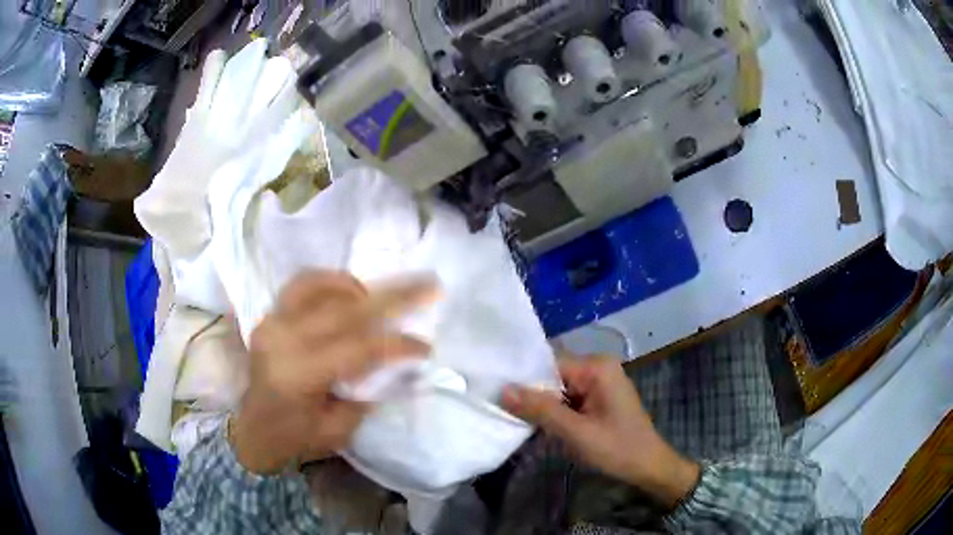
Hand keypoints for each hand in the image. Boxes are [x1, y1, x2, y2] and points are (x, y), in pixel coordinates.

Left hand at [231, 271, 436, 474]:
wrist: (254, 429)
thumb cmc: (297, 437)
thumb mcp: (339, 428)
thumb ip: (366, 391)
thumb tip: (395, 361)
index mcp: (298, 375)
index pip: (357, 348)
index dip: (396, 345)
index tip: (425, 346)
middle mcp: (282, 340)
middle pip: (344, 309)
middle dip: (392, 297)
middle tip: (427, 285)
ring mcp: (272, 322)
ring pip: (318, 285)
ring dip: (357, 285)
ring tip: (380, 295)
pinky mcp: (270, 315)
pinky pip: (301, 286)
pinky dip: (329, 282)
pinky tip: (348, 293)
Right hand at [503, 355, 699, 508]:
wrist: (649, 467)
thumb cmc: (617, 449)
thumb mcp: (576, 432)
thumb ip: (541, 410)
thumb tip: (503, 389)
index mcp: (597, 367)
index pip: (549, 363)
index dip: (524, 378)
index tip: (495, 391)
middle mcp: (598, 367)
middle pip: (553, 374)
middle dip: (532, 393)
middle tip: (501, 407)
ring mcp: (599, 382)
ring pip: (558, 388)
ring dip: (542, 404)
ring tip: (514, 416)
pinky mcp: (598, 397)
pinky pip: (568, 397)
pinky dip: (554, 410)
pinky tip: (538, 423)